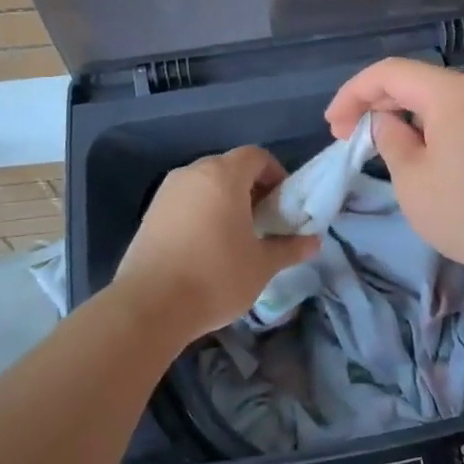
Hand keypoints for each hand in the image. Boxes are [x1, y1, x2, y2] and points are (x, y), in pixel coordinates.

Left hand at [113, 146, 320, 345]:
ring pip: (205, 184)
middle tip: (263, 221)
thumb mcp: (261, 266)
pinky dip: (200, 211)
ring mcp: (167, 192)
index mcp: (223, 175)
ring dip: (224, 200)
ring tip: (234, 235)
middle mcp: (193, 173)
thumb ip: (289, 248)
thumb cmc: (215, 277)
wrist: (149, 306)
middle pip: (229, 167)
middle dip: (250, 188)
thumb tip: (314, 242)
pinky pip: (184, 200)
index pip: (256, 156)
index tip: (282, 204)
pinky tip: (204, 246)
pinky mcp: (149, 213)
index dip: (275, 174)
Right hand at [325, 58, 463, 283]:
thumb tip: (387, 121)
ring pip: (445, 98)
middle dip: (380, 104)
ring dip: (409, 115)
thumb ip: (390, 138)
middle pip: (419, 81)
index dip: (354, 93)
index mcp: (456, 92)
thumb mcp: (413, 180)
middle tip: (350, 135)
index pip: (391, 73)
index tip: (332, 124)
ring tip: (386, 144)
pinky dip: (440, 124)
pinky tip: (428, 151)